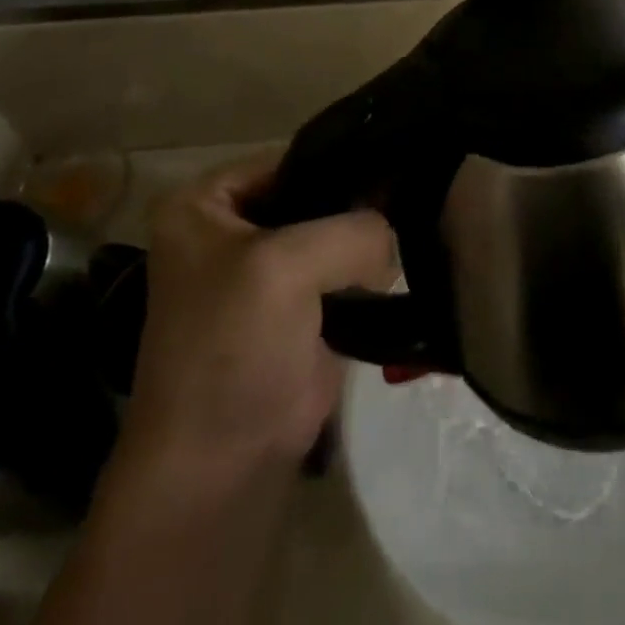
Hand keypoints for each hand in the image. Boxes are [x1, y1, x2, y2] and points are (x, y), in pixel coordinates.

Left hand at [117, 154, 397, 484]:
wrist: (222, 465)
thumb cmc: (233, 348)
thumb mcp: (287, 266)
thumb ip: (353, 229)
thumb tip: (393, 235)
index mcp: (205, 204)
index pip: (289, 159)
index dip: (340, 162)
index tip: (400, 163)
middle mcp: (233, 229)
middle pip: (314, 194)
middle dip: (360, 202)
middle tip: (417, 197)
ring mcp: (269, 271)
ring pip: (335, 233)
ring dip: (370, 239)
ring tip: (419, 226)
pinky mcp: (301, 309)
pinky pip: (346, 270)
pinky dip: (373, 271)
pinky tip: (407, 264)